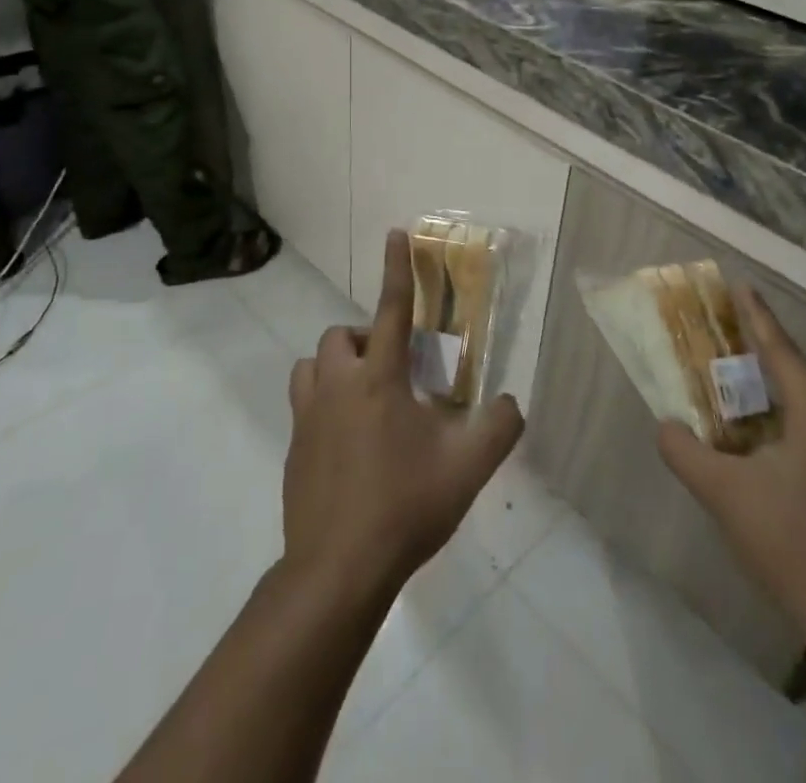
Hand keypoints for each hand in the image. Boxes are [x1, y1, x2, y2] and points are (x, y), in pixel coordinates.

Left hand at [282, 231, 523, 603]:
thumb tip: (512, 403)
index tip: (394, 233)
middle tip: (394, 372)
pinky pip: (304, 404)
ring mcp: (308, 417)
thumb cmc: (404, 508)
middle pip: (341, 335)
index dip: (396, 268)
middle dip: (367, 339)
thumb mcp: (468, 469)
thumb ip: (499, 428)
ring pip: (312, 366)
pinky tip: (347, 442)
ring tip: (364, 397)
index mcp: (379, 379)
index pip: (391, 309)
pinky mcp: (293, 448)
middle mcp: (337, 386)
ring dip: (337, 367)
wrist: (337, 571)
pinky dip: (324, 403)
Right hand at [657, 283, 805, 656]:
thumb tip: (665, 426)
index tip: (742, 286)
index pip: (781, 351)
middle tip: (733, 334)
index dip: (758, 317)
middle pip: (800, 373)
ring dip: (779, 387)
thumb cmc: (791, 543)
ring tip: (746, 381)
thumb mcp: (724, 494)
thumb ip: (685, 452)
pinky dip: (791, 417)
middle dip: (766, 350)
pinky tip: (770, 438)